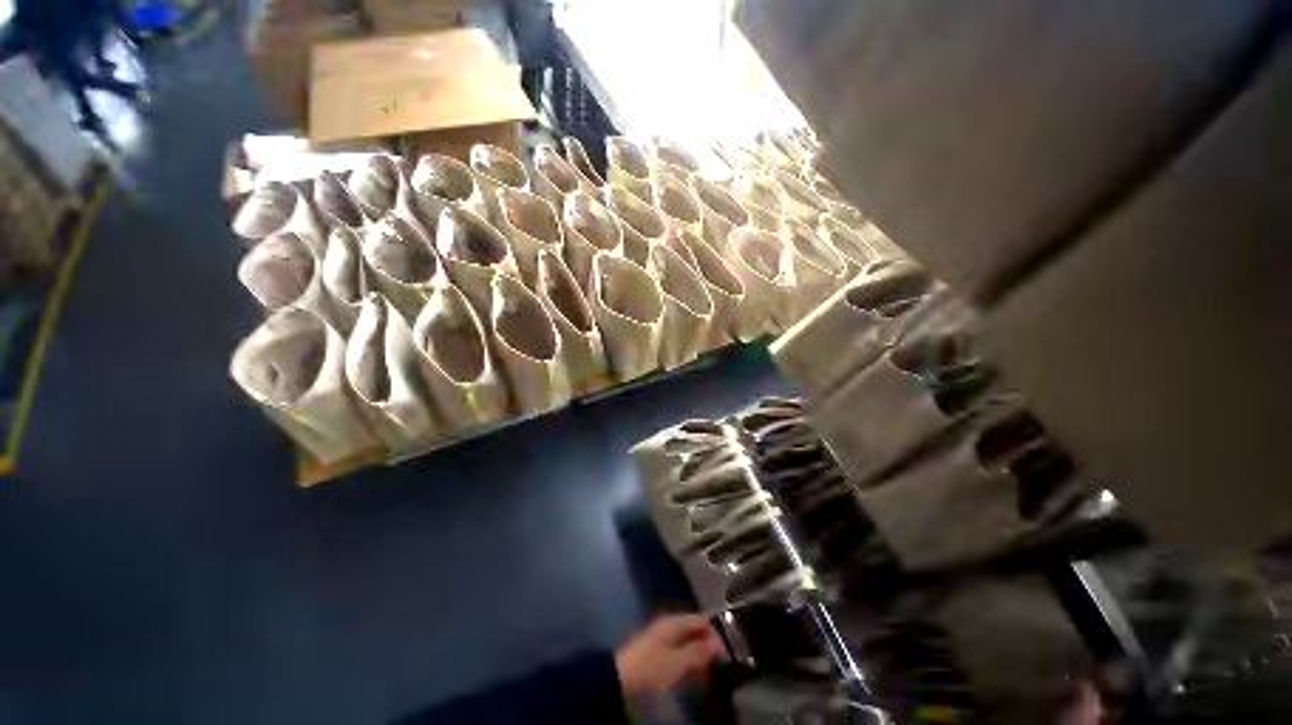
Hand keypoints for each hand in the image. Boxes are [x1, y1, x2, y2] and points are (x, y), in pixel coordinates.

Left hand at [614, 615, 723, 696]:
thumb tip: (717, 643)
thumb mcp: (677, 661)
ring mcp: (661, 637)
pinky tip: (690, 675)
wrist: (620, 679)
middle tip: (718, 666)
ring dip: (698, 656)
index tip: (726, 655)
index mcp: (674, 621)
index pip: (700, 620)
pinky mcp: (655, 651)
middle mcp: (668, 625)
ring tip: (707, 674)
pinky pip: (678, 652)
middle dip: (707, 646)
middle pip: (693, 630)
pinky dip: (687, 662)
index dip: (715, 634)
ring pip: (686, 642)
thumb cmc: (651, 667)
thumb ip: (697, 651)